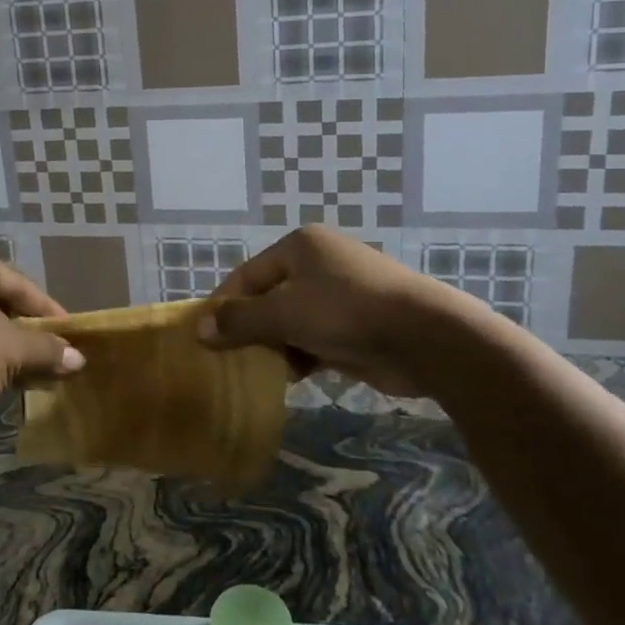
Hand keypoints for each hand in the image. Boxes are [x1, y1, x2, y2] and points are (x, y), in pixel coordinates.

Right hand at [199, 226, 492, 395]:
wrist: (424, 337)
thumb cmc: (345, 312)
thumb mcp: (284, 314)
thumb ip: (241, 321)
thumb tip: (200, 330)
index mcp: (299, 247)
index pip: (247, 275)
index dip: (224, 305)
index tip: (204, 336)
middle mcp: (318, 264)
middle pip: (268, 297)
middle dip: (249, 328)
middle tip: (227, 358)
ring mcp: (340, 294)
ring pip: (291, 320)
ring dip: (275, 345)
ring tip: (257, 371)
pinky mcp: (356, 325)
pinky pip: (315, 338)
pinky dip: (301, 355)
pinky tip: (291, 377)